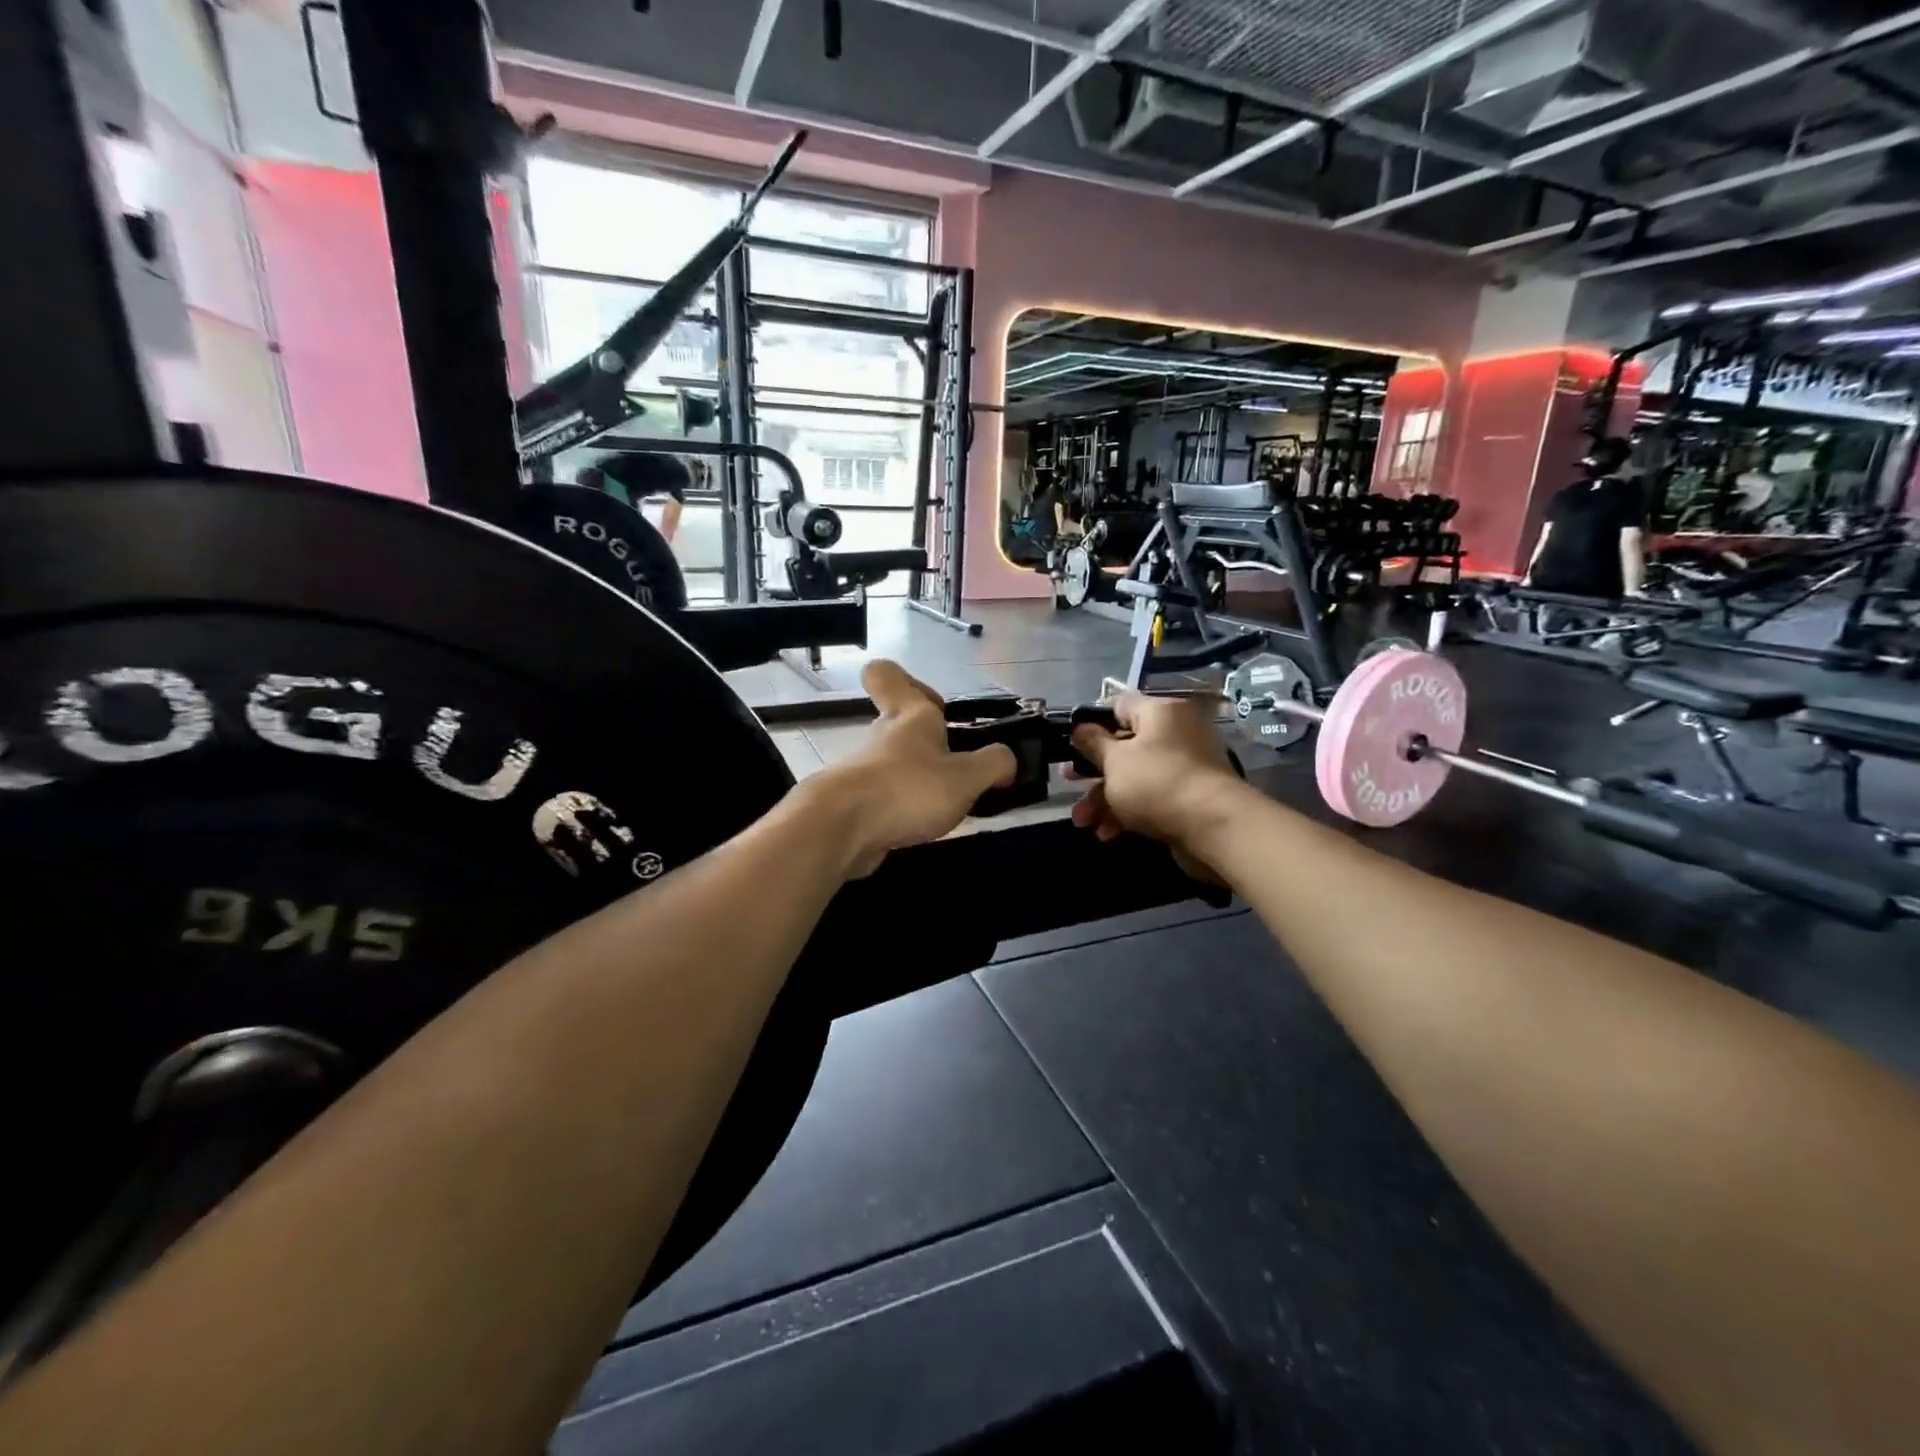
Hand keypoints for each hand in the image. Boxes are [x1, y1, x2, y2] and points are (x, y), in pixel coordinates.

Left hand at [811, 661, 1015, 878]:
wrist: (841, 830)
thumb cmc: (907, 788)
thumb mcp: (966, 776)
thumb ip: (994, 764)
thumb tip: (1007, 761)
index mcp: (908, 715)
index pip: (886, 674)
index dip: (908, 681)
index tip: (937, 706)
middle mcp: (882, 736)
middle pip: (899, 724)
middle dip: (930, 743)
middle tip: (960, 768)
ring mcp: (864, 770)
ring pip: (894, 763)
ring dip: (919, 779)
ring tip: (949, 806)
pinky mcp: (854, 804)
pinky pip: (885, 797)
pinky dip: (904, 809)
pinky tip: (922, 828)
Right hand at [1069, 694, 1242, 858]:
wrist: (1213, 827)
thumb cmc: (1156, 782)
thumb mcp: (1114, 760)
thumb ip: (1092, 743)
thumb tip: (1080, 727)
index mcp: (1160, 712)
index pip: (1119, 705)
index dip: (1091, 722)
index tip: (1070, 742)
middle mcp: (1176, 732)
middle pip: (1125, 745)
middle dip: (1093, 770)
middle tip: (1069, 782)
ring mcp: (1185, 765)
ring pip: (1135, 775)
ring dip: (1105, 798)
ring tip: (1083, 822)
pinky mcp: (1189, 796)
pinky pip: (1151, 796)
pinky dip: (1128, 811)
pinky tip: (1107, 833)